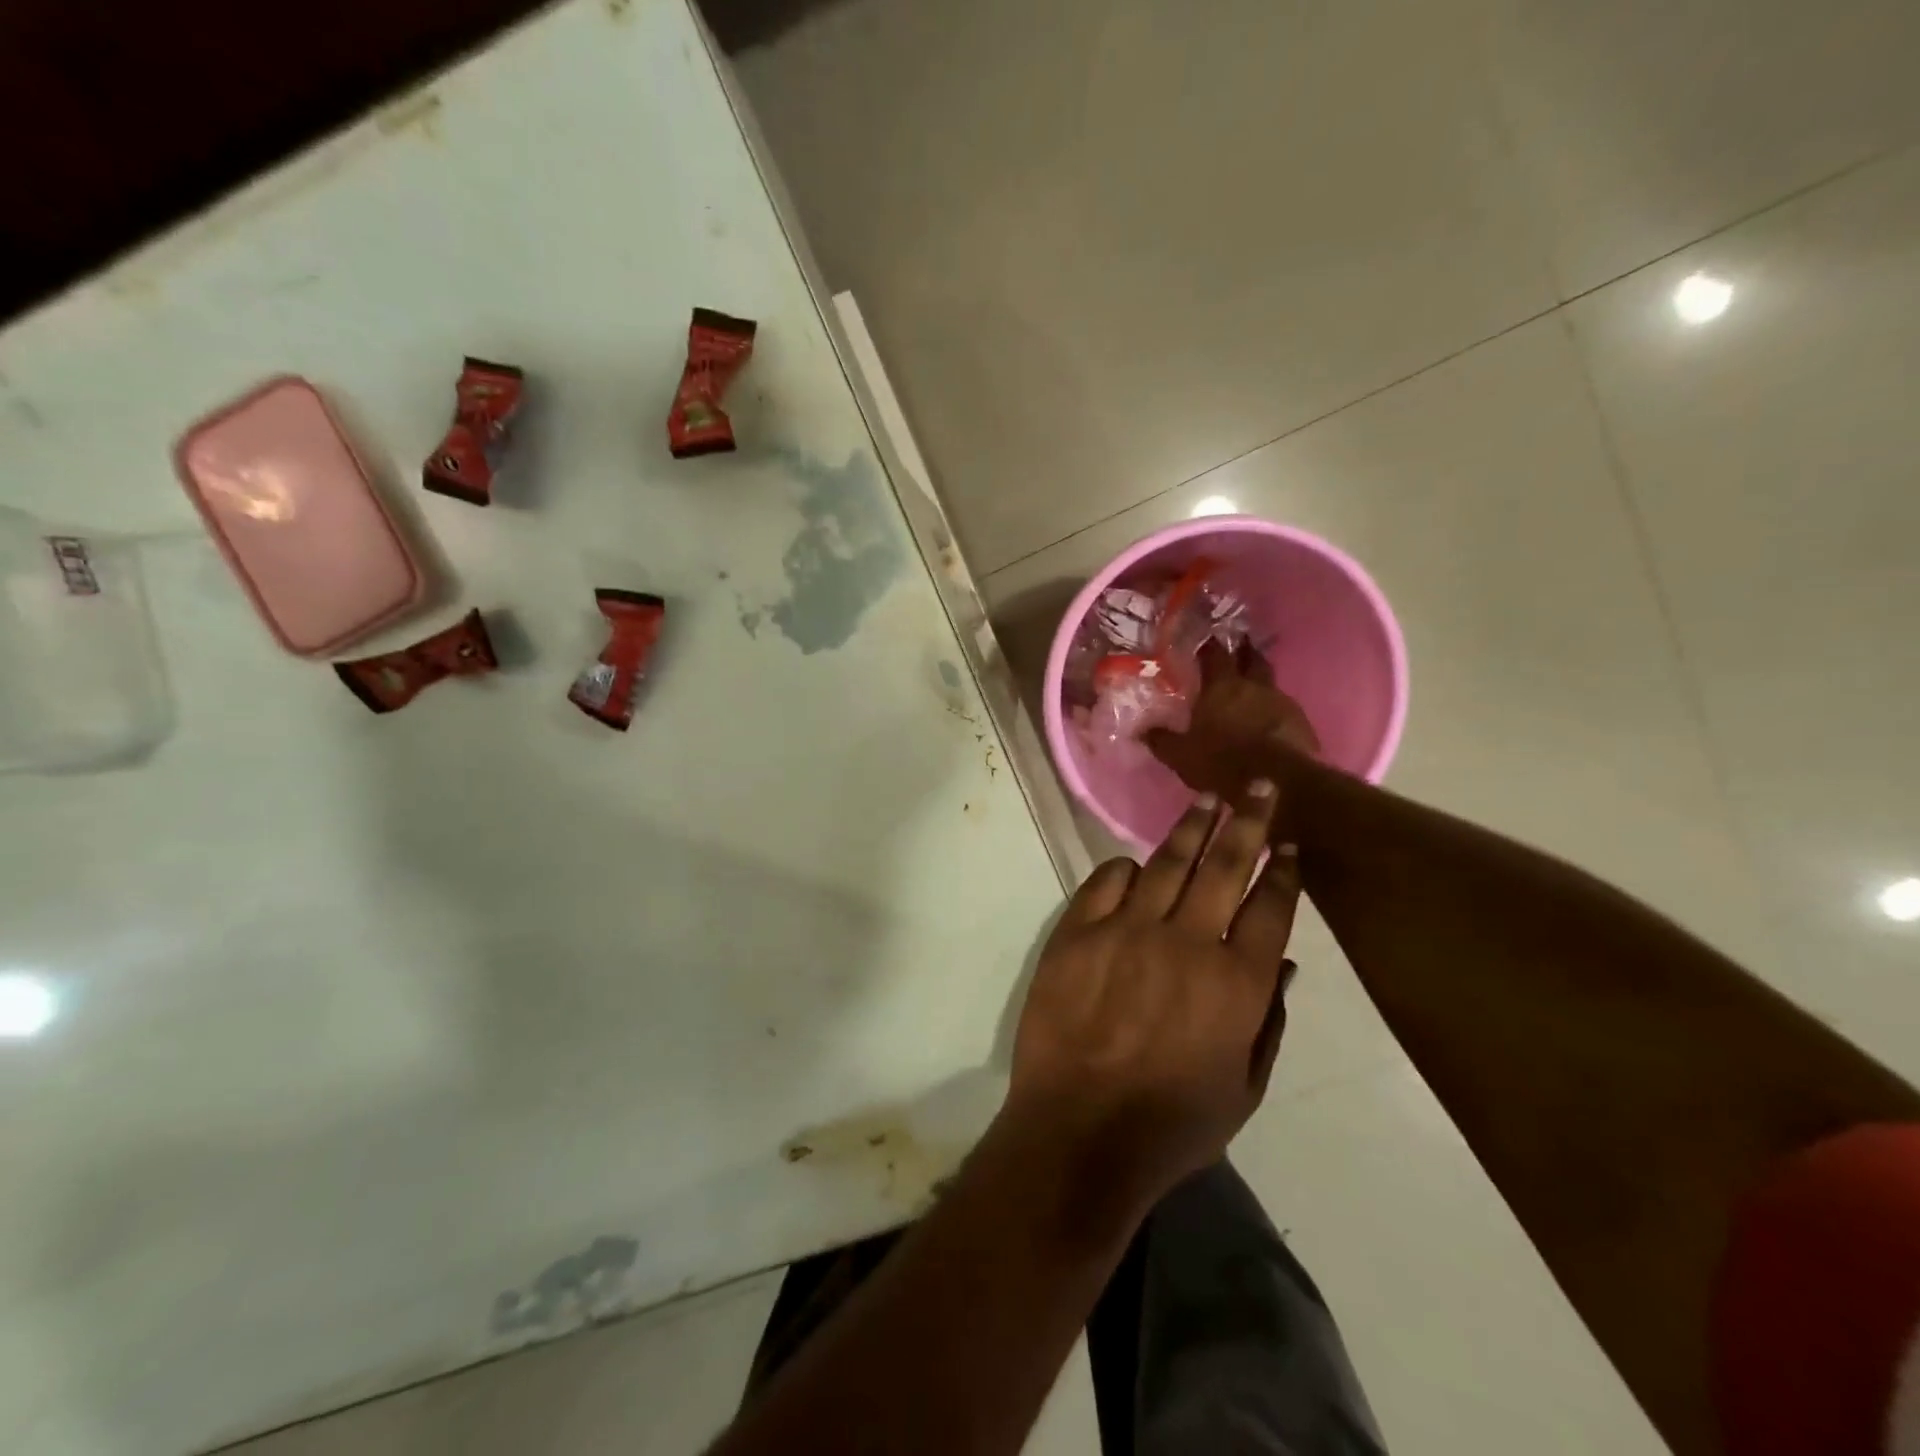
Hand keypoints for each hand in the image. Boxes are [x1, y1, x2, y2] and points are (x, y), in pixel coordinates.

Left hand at [1005, 785, 1300, 1216]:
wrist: (1080, 1132)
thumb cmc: (1172, 1125)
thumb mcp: (1244, 1088)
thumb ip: (1269, 1022)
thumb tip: (1287, 966)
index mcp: (1237, 984)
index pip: (1271, 908)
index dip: (1283, 871)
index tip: (1289, 844)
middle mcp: (1187, 943)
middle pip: (1224, 867)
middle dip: (1247, 822)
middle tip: (1259, 786)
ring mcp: (1127, 932)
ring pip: (1166, 863)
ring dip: (1191, 828)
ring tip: (1207, 800)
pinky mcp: (1077, 933)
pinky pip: (1105, 882)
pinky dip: (1124, 869)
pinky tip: (1136, 865)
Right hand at [1147, 642, 1319, 799]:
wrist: (1280, 782)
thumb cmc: (1223, 762)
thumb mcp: (1181, 755)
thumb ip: (1161, 740)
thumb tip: (1142, 730)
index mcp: (1222, 686)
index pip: (1215, 654)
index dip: (1209, 645)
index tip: (1205, 639)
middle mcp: (1254, 686)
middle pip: (1251, 658)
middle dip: (1244, 651)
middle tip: (1238, 647)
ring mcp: (1282, 702)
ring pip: (1270, 682)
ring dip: (1260, 682)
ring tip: (1251, 688)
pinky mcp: (1301, 722)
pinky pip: (1284, 708)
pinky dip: (1274, 709)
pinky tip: (1268, 720)